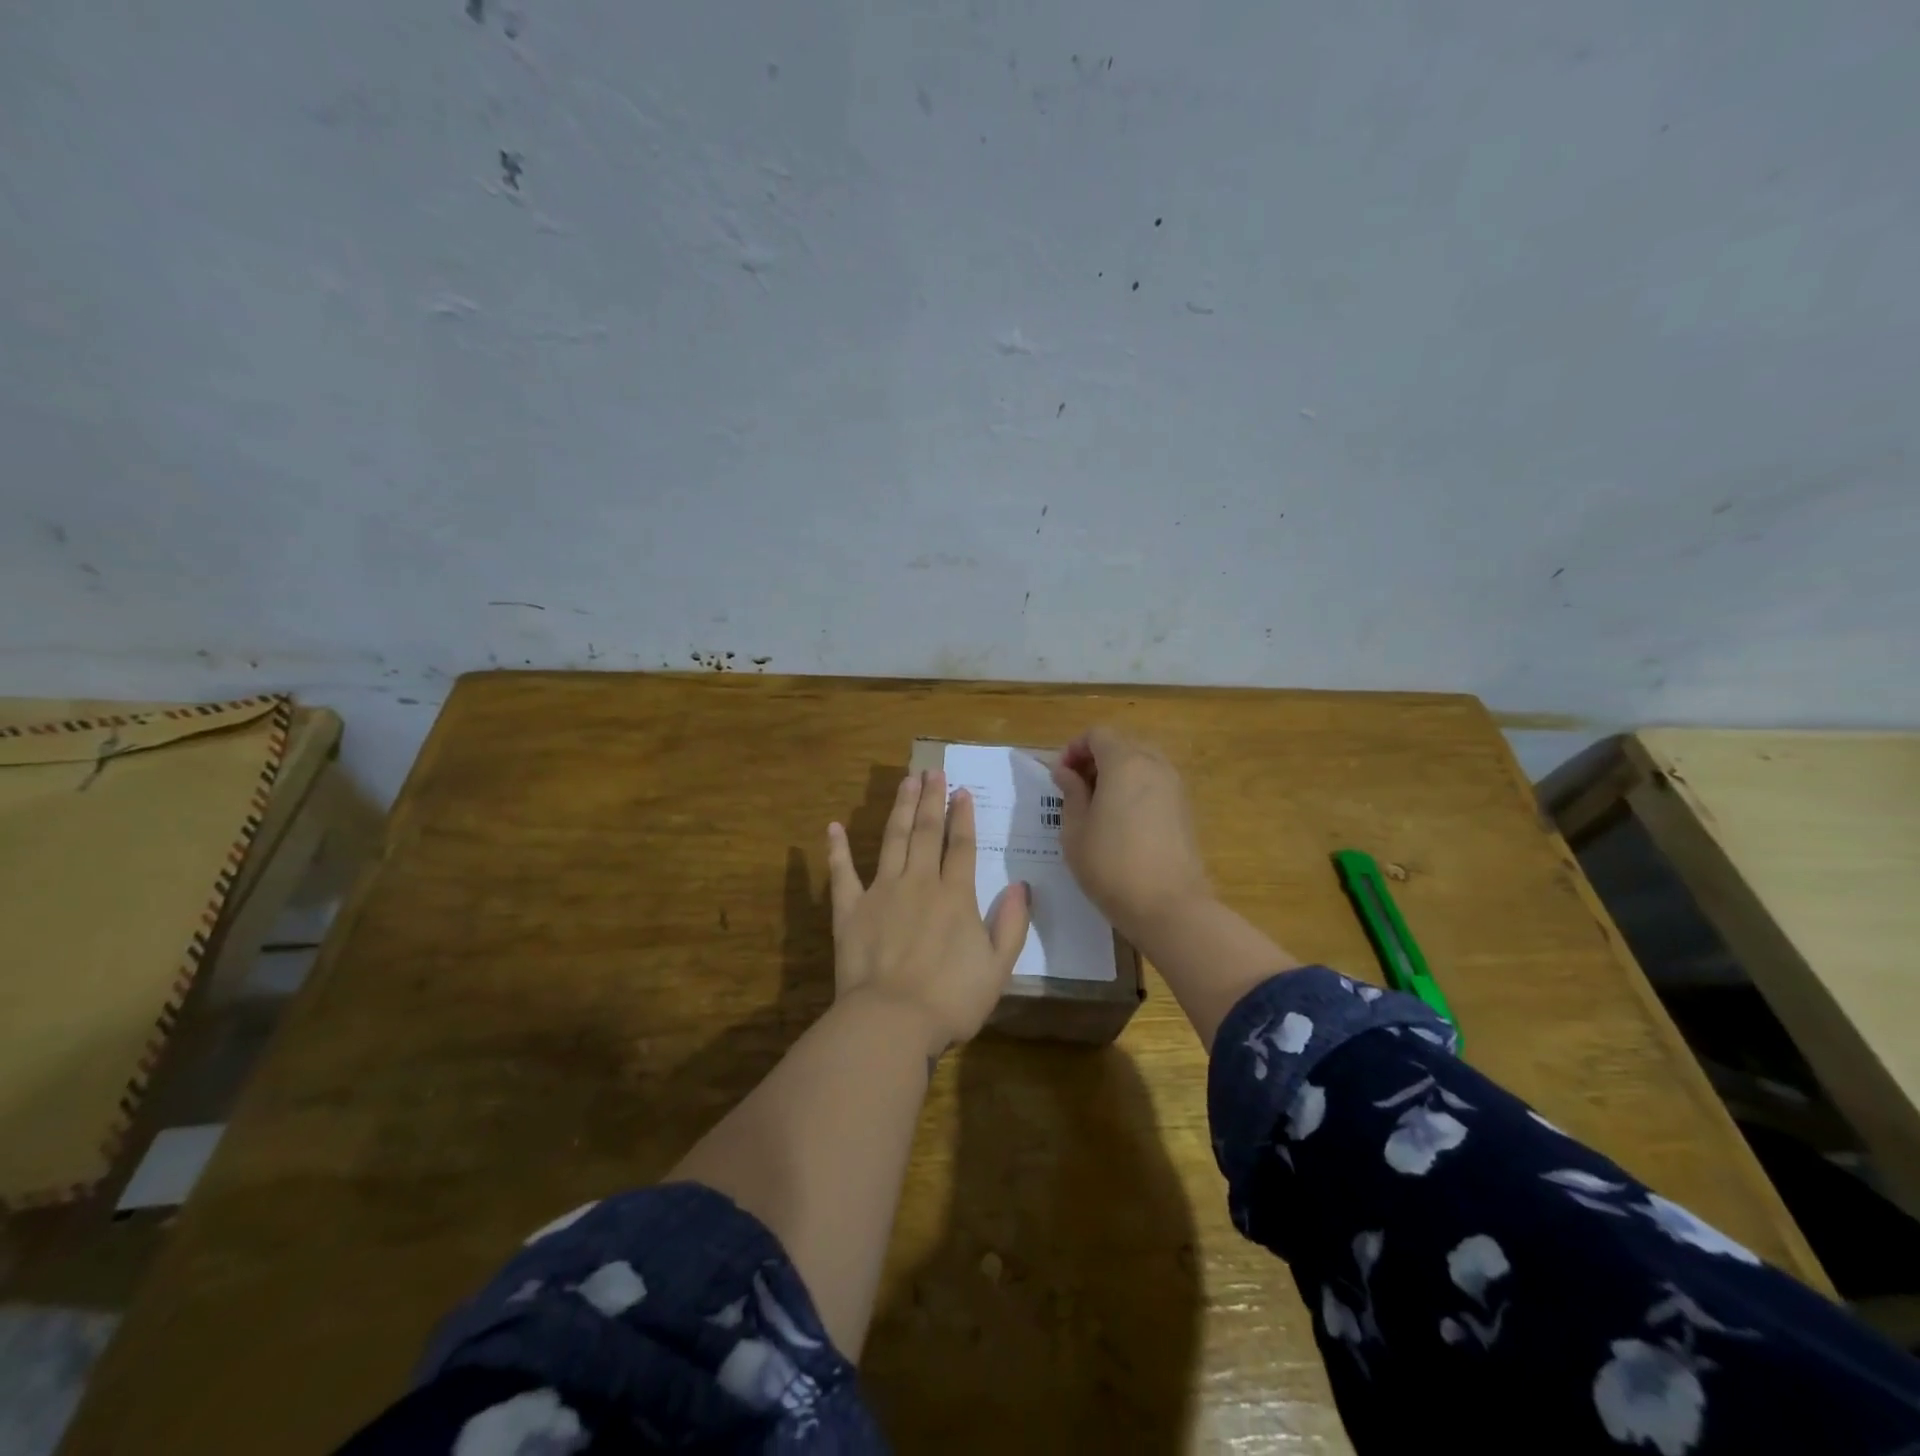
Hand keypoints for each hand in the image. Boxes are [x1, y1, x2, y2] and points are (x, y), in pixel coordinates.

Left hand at [826, 770, 1031, 1056]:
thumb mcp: (997, 968)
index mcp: (955, 896)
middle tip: (931, 771)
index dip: (962, 816)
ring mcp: (881, 892)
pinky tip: (834, 827)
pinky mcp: (850, 910)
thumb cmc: (951, 1000)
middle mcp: (919, 883)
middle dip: (930, 799)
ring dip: (899, 808)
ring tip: (905, 781)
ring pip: (892, 840)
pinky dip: (837, 849)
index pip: (961, 846)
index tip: (961, 790)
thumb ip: (1011, 925)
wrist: (891, 1021)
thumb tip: (1021, 886)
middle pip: (926, 832)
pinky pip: (842, 873)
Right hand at [1050, 727, 1213, 942]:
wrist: (1169, 906)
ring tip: (1097, 806)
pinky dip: (1135, 788)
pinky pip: (1154, 783)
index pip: (1097, 734)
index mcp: (1125, 763)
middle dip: (1095, 758)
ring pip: (1141, 763)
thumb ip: (1071, 792)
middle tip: (1075, 788)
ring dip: (1116, 773)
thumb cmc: (1111, 866)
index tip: (1059, 776)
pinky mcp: (1184, 809)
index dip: (1073, 749)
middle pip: (1121, 744)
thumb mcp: (1076, 830)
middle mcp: (1154, 765)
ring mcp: (1175, 786)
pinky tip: (1121, 820)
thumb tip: (1066, 771)